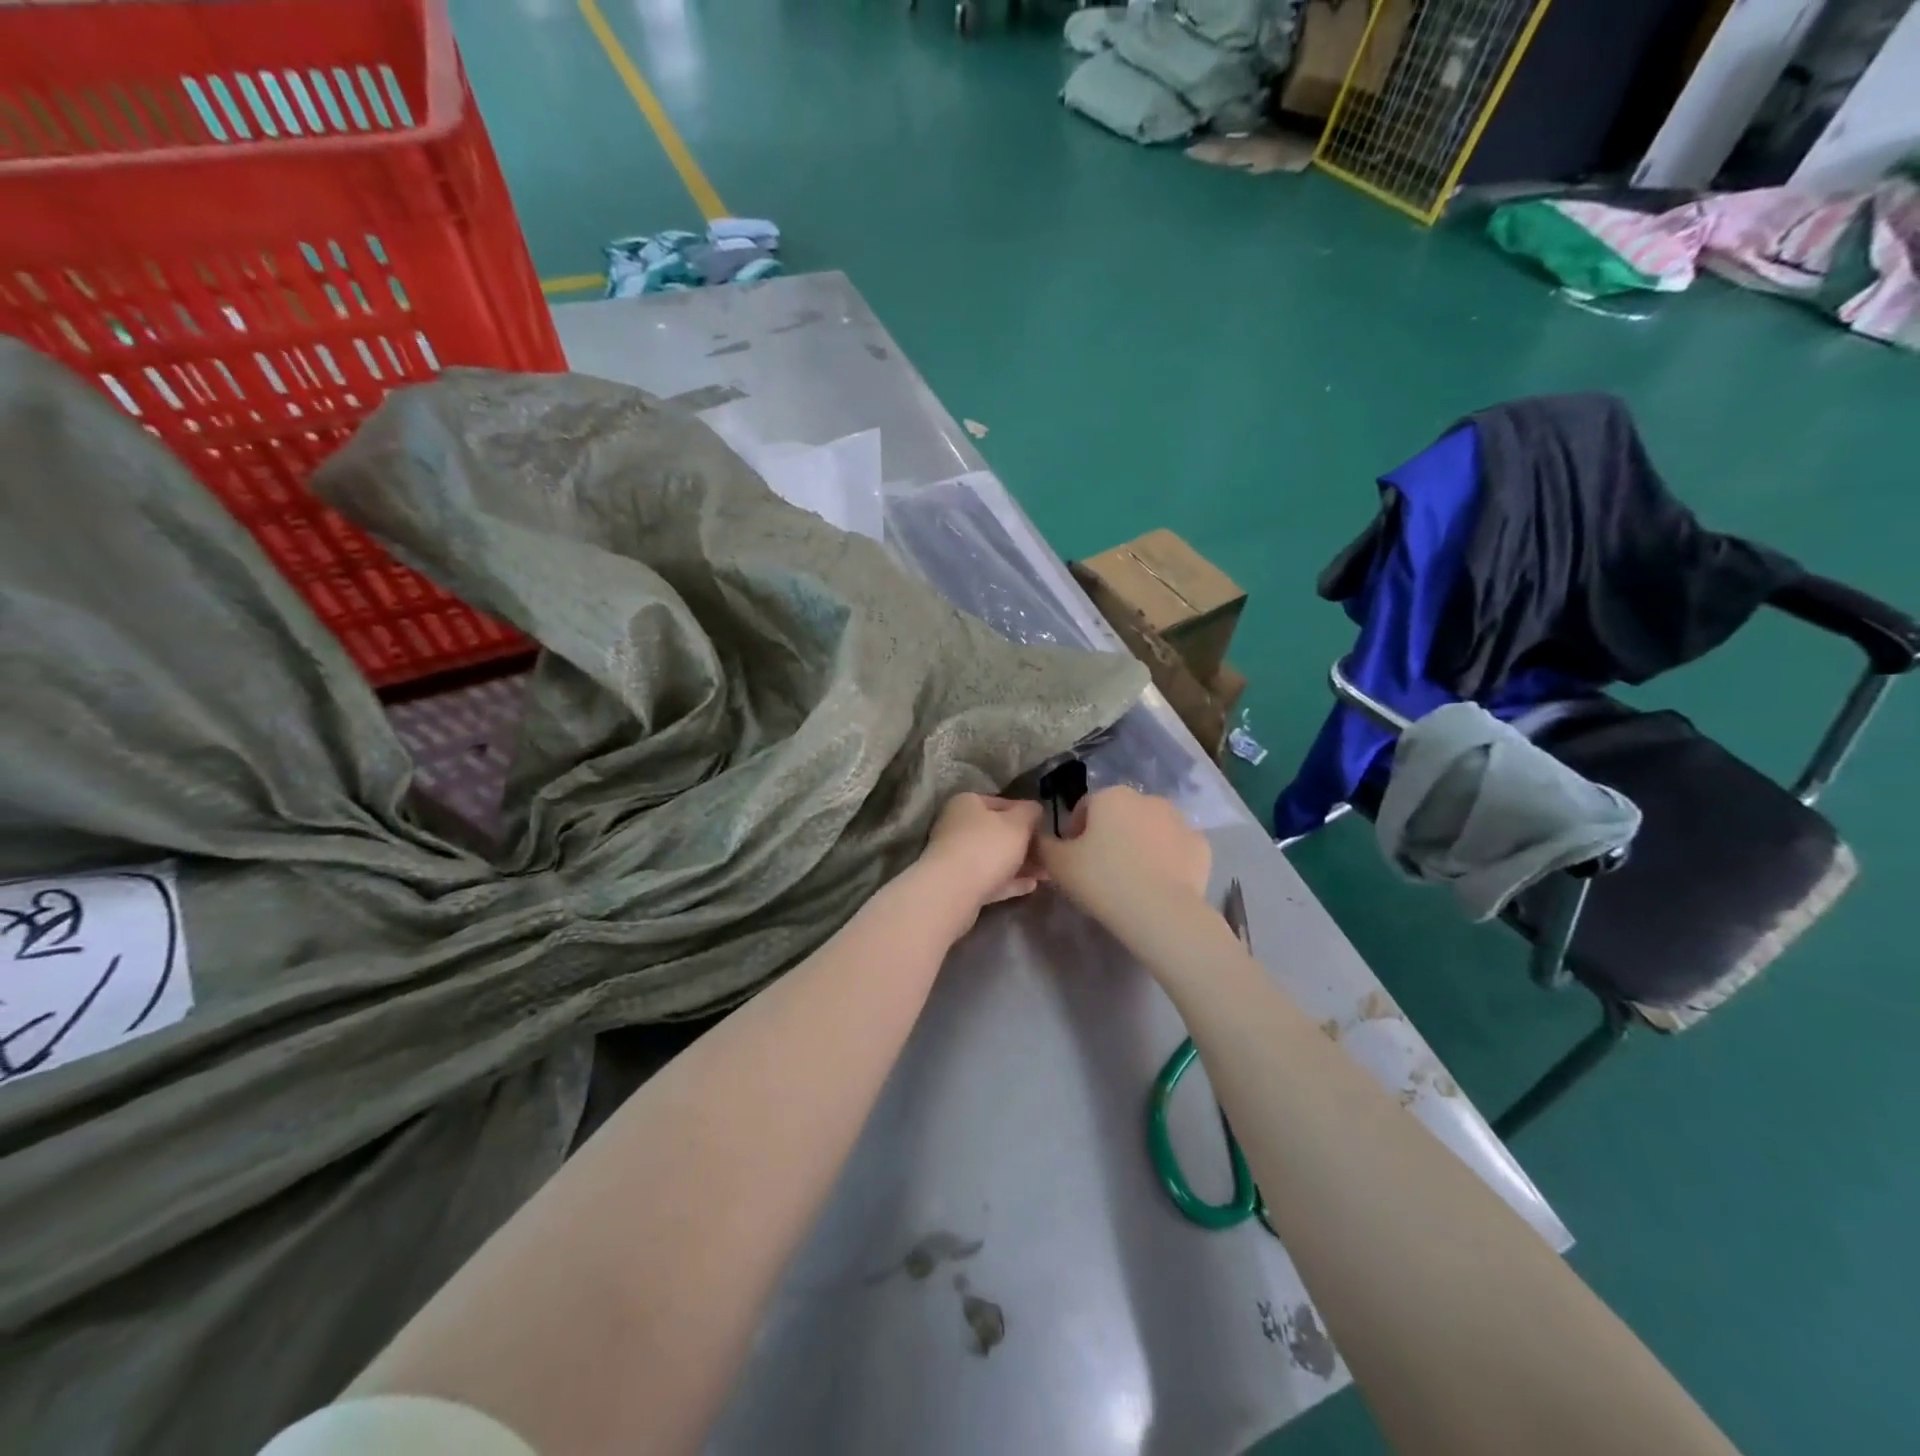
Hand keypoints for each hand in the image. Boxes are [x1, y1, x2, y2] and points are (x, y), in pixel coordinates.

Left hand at [917, 793, 1045, 928]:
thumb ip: (1030, 812)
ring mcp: (956, 856)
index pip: (1002, 802)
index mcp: (967, 803)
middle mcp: (957, 826)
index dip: (1026, 813)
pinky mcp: (958, 884)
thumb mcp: (1018, 823)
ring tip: (1047, 872)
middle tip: (1050, 853)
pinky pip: (989, 879)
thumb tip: (1035, 808)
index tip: (1046, 827)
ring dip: (1021, 864)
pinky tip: (1032, 886)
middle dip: (1026, 843)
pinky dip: (1009, 881)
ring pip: (994, 858)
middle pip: (998, 832)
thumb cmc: (987, 847)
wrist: (952, 892)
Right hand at [1033, 786, 1209, 942]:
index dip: (1075, 834)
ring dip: (1139, 845)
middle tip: (1101, 871)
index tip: (1074, 861)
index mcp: (1111, 796)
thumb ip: (1042, 845)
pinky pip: (1176, 849)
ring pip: (1150, 830)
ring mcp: (1180, 821)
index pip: (1085, 809)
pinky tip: (1158, 884)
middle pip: (1120, 816)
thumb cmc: (1103, 881)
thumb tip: (1037, 837)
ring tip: (1131, 879)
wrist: (1162, 912)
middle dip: (1110, 836)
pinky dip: (1167, 860)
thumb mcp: (1058, 865)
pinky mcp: (1201, 846)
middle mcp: (1147, 798)